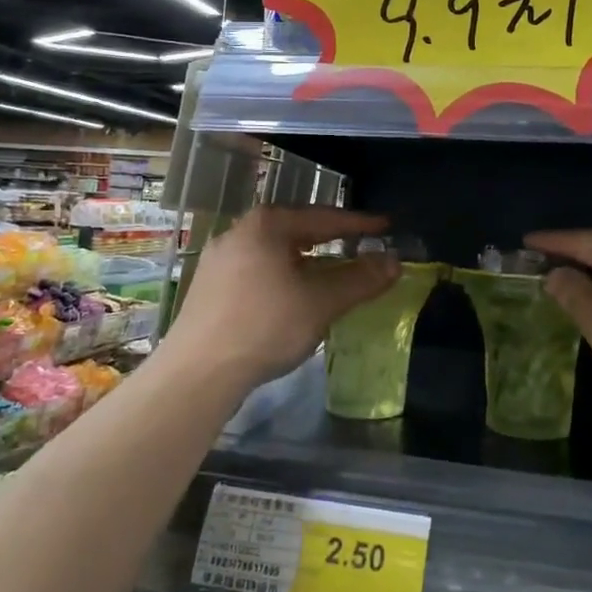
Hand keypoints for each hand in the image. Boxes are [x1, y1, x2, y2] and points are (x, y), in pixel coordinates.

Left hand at [171, 207, 400, 391]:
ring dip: (307, 262)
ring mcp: (219, 260)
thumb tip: (394, 262)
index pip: (323, 218)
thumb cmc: (265, 326)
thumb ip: (360, 279)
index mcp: (266, 225)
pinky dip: (284, 277)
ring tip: (331, 271)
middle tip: (360, 246)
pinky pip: (258, 271)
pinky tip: (294, 296)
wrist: (197, 373)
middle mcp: (239, 232)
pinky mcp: (208, 287)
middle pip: (296, 231)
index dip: (358, 224)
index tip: (385, 227)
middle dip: (331, 240)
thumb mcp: (321, 302)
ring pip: (276, 253)